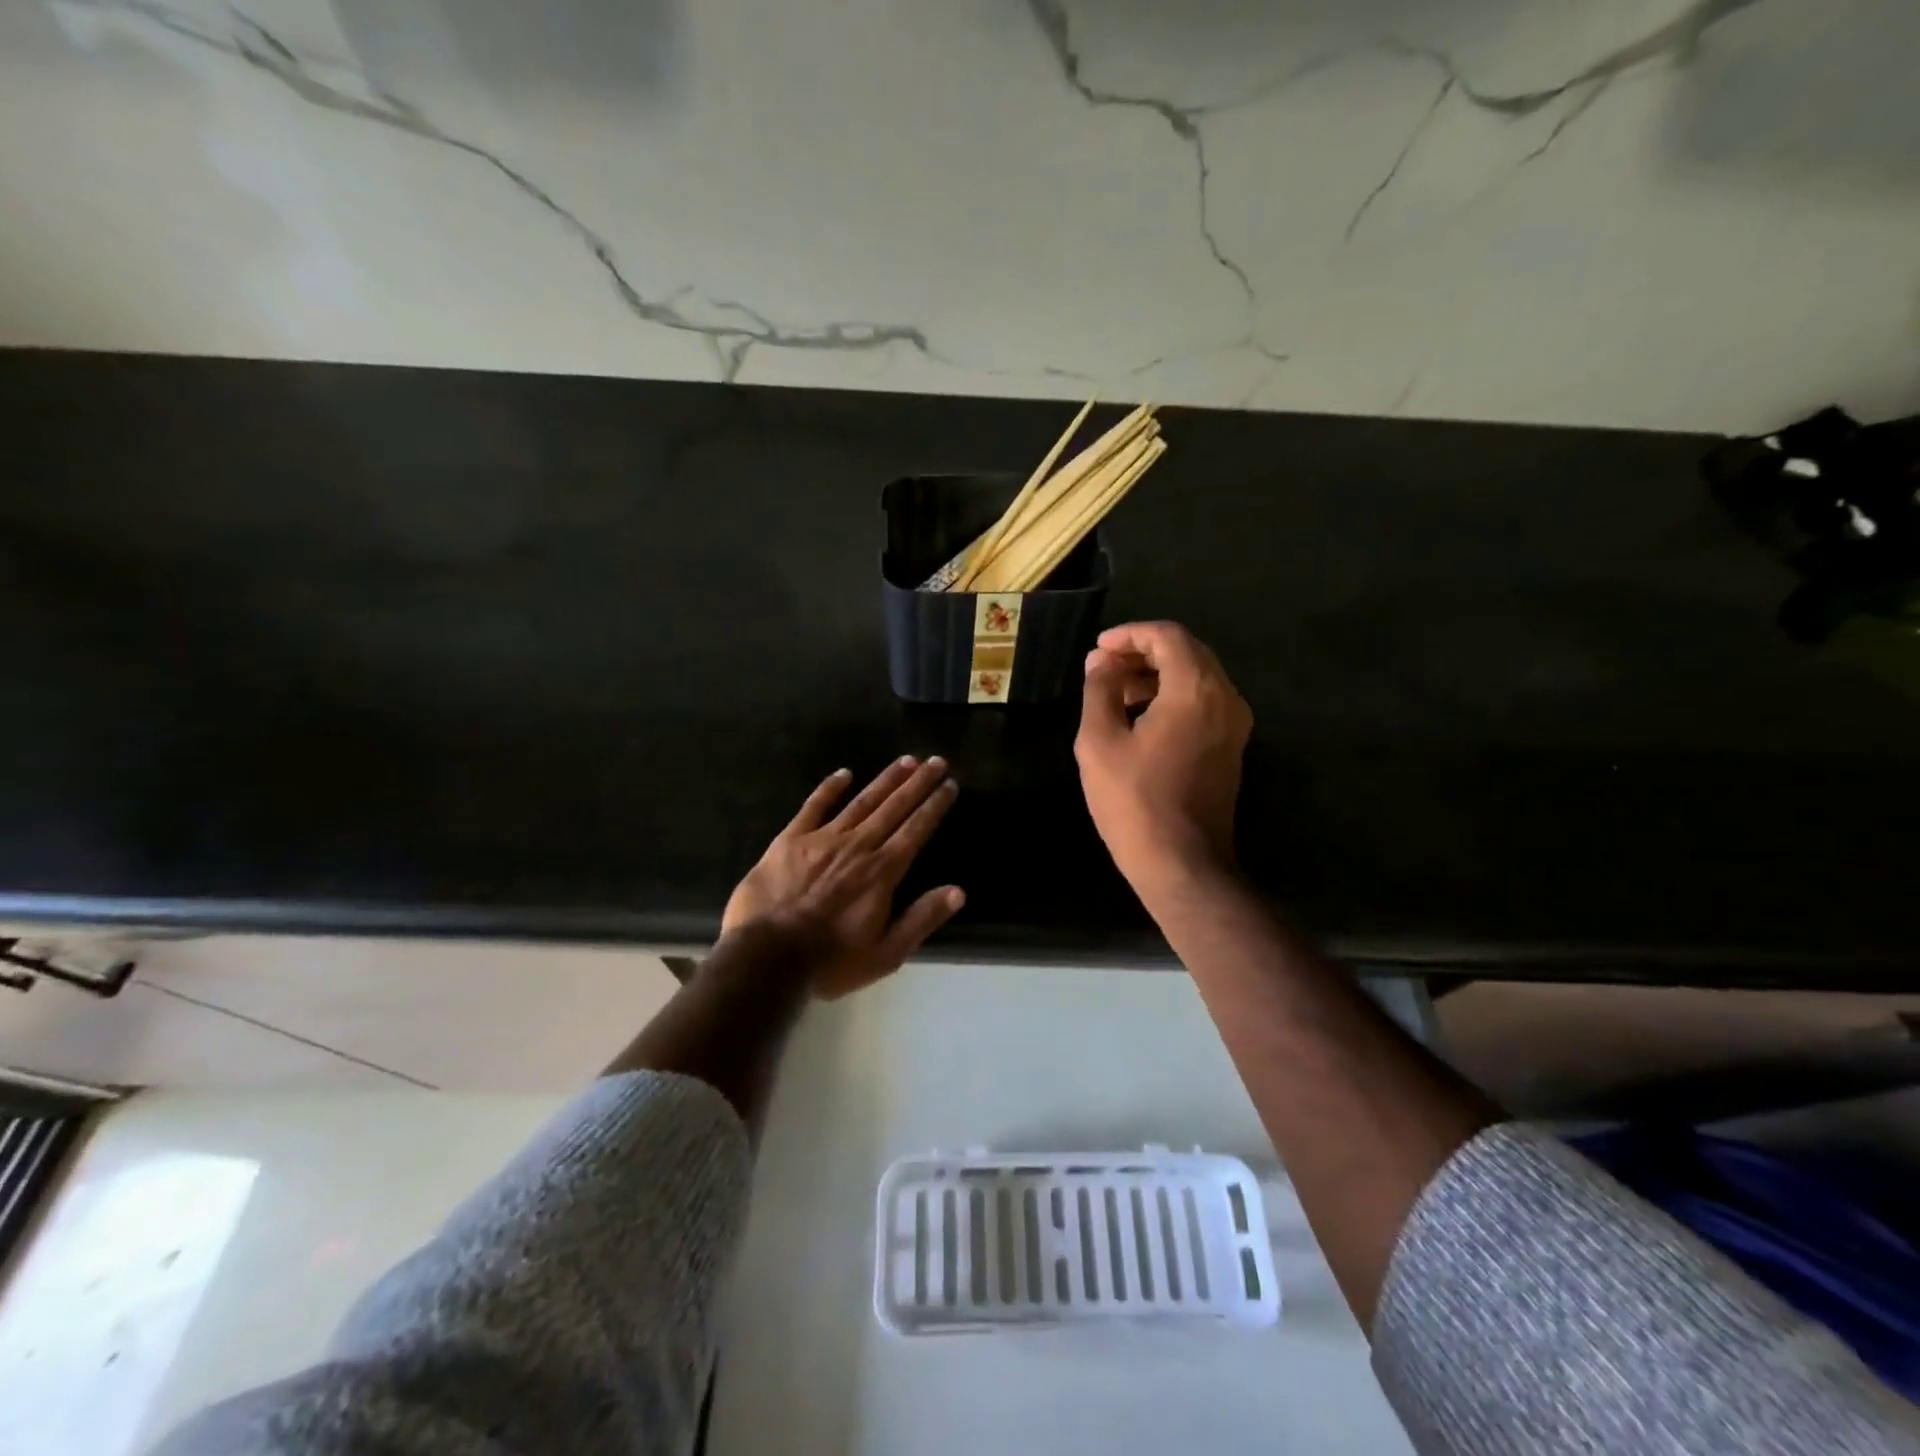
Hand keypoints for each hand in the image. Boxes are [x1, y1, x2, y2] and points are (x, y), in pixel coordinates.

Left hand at [722, 756, 963, 998]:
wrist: (767, 958)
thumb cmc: (830, 961)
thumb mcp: (886, 954)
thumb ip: (921, 919)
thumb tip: (958, 892)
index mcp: (882, 871)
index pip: (916, 830)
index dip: (934, 805)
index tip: (950, 784)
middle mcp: (858, 846)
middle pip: (894, 807)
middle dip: (918, 783)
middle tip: (936, 760)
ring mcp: (822, 839)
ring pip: (861, 801)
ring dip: (886, 779)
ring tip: (905, 760)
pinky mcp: (790, 840)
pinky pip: (814, 806)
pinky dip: (830, 788)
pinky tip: (844, 773)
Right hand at [1075, 622, 1252, 896]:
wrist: (1182, 863)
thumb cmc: (1134, 801)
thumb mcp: (1100, 742)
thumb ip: (1099, 691)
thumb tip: (1100, 661)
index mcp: (1196, 690)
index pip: (1167, 636)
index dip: (1129, 634)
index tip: (1097, 649)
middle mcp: (1226, 698)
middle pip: (1187, 652)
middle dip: (1142, 652)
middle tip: (1103, 667)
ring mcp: (1235, 724)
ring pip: (1197, 676)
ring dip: (1157, 674)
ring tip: (1114, 692)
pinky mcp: (1232, 747)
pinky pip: (1204, 702)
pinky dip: (1172, 696)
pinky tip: (1139, 716)